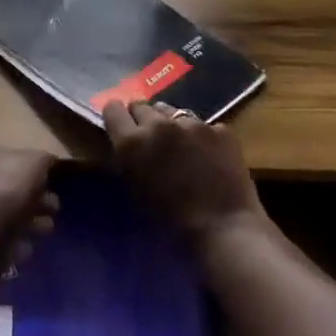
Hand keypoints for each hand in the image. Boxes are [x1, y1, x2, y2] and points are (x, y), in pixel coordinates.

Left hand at [0, 142, 58, 265]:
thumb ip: (44, 159)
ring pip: (8, 211)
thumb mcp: (36, 161)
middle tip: (54, 207)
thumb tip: (48, 160)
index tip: (48, 179)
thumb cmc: (8, 184)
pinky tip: (27, 244)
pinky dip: (17, 239)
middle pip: (11, 185)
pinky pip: (2, 234)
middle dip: (37, 197)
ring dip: (31, 220)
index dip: (31, 167)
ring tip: (47, 228)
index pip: (9, 154)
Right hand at [102, 100, 261, 249]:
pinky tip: (210, 158)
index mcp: (132, 142)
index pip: (112, 109)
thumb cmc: (171, 222)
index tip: (122, 127)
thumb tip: (130, 144)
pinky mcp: (220, 129)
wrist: (223, 229)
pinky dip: (202, 137)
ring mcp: (192, 123)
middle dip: (143, 119)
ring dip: (172, 125)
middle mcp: (158, 124)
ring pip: (173, 112)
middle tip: (152, 140)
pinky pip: (203, 125)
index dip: (117, 117)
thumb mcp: (135, 191)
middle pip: (142, 106)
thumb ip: (128, 159)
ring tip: (182, 147)